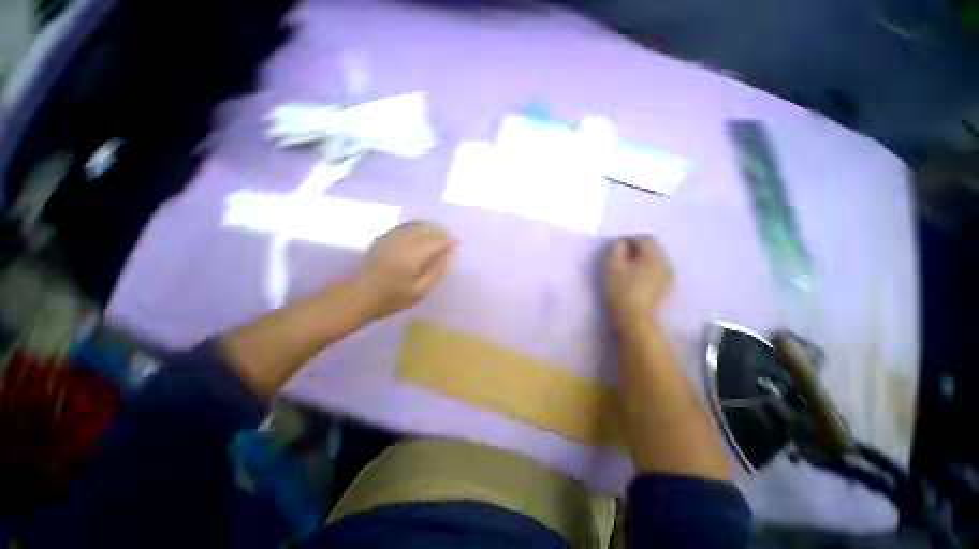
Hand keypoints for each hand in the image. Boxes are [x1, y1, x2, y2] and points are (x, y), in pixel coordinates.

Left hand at [359, 221, 457, 319]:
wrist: (361, 296)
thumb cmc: (393, 298)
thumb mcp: (420, 291)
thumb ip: (435, 271)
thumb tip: (446, 255)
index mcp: (413, 256)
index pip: (436, 241)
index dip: (448, 240)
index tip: (457, 243)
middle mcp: (402, 242)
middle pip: (426, 229)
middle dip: (439, 231)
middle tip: (448, 238)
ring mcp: (390, 238)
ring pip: (414, 225)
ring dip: (428, 227)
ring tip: (436, 235)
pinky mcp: (382, 238)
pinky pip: (403, 227)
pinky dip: (415, 228)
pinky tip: (419, 235)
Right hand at [605, 236, 672, 330]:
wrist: (634, 316)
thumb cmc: (621, 289)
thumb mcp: (613, 266)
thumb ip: (618, 249)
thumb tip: (623, 242)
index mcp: (653, 255)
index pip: (644, 238)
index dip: (630, 239)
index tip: (618, 247)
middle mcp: (665, 261)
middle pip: (653, 247)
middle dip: (638, 247)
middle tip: (623, 256)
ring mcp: (669, 274)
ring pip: (657, 258)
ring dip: (644, 257)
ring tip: (630, 266)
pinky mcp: (668, 285)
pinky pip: (659, 268)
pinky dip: (649, 267)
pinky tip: (639, 276)